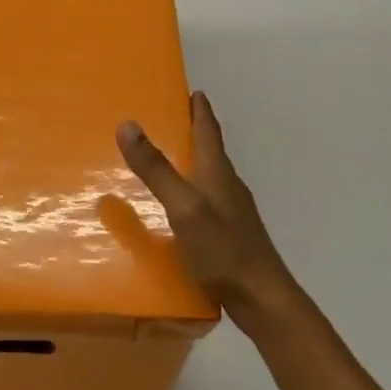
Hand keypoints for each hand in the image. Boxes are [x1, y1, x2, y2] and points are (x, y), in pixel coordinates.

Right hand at [117, 91, 302, 329]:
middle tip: (170, 119)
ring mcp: (232, 212)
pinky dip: (190, 191)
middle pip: (210, 150)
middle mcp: (227, 186)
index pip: (208, 130)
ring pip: (208, 177)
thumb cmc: (223, 249)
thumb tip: (127, 124)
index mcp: (217, 172)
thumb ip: (156, 169)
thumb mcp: (183, 206)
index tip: (193, 90)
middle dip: (193, 132)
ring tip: (167, 159)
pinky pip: (206, 201)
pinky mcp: (229, 235)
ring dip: (191, 162)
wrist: (262, 299)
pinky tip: (176, 208)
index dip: (200, 109)